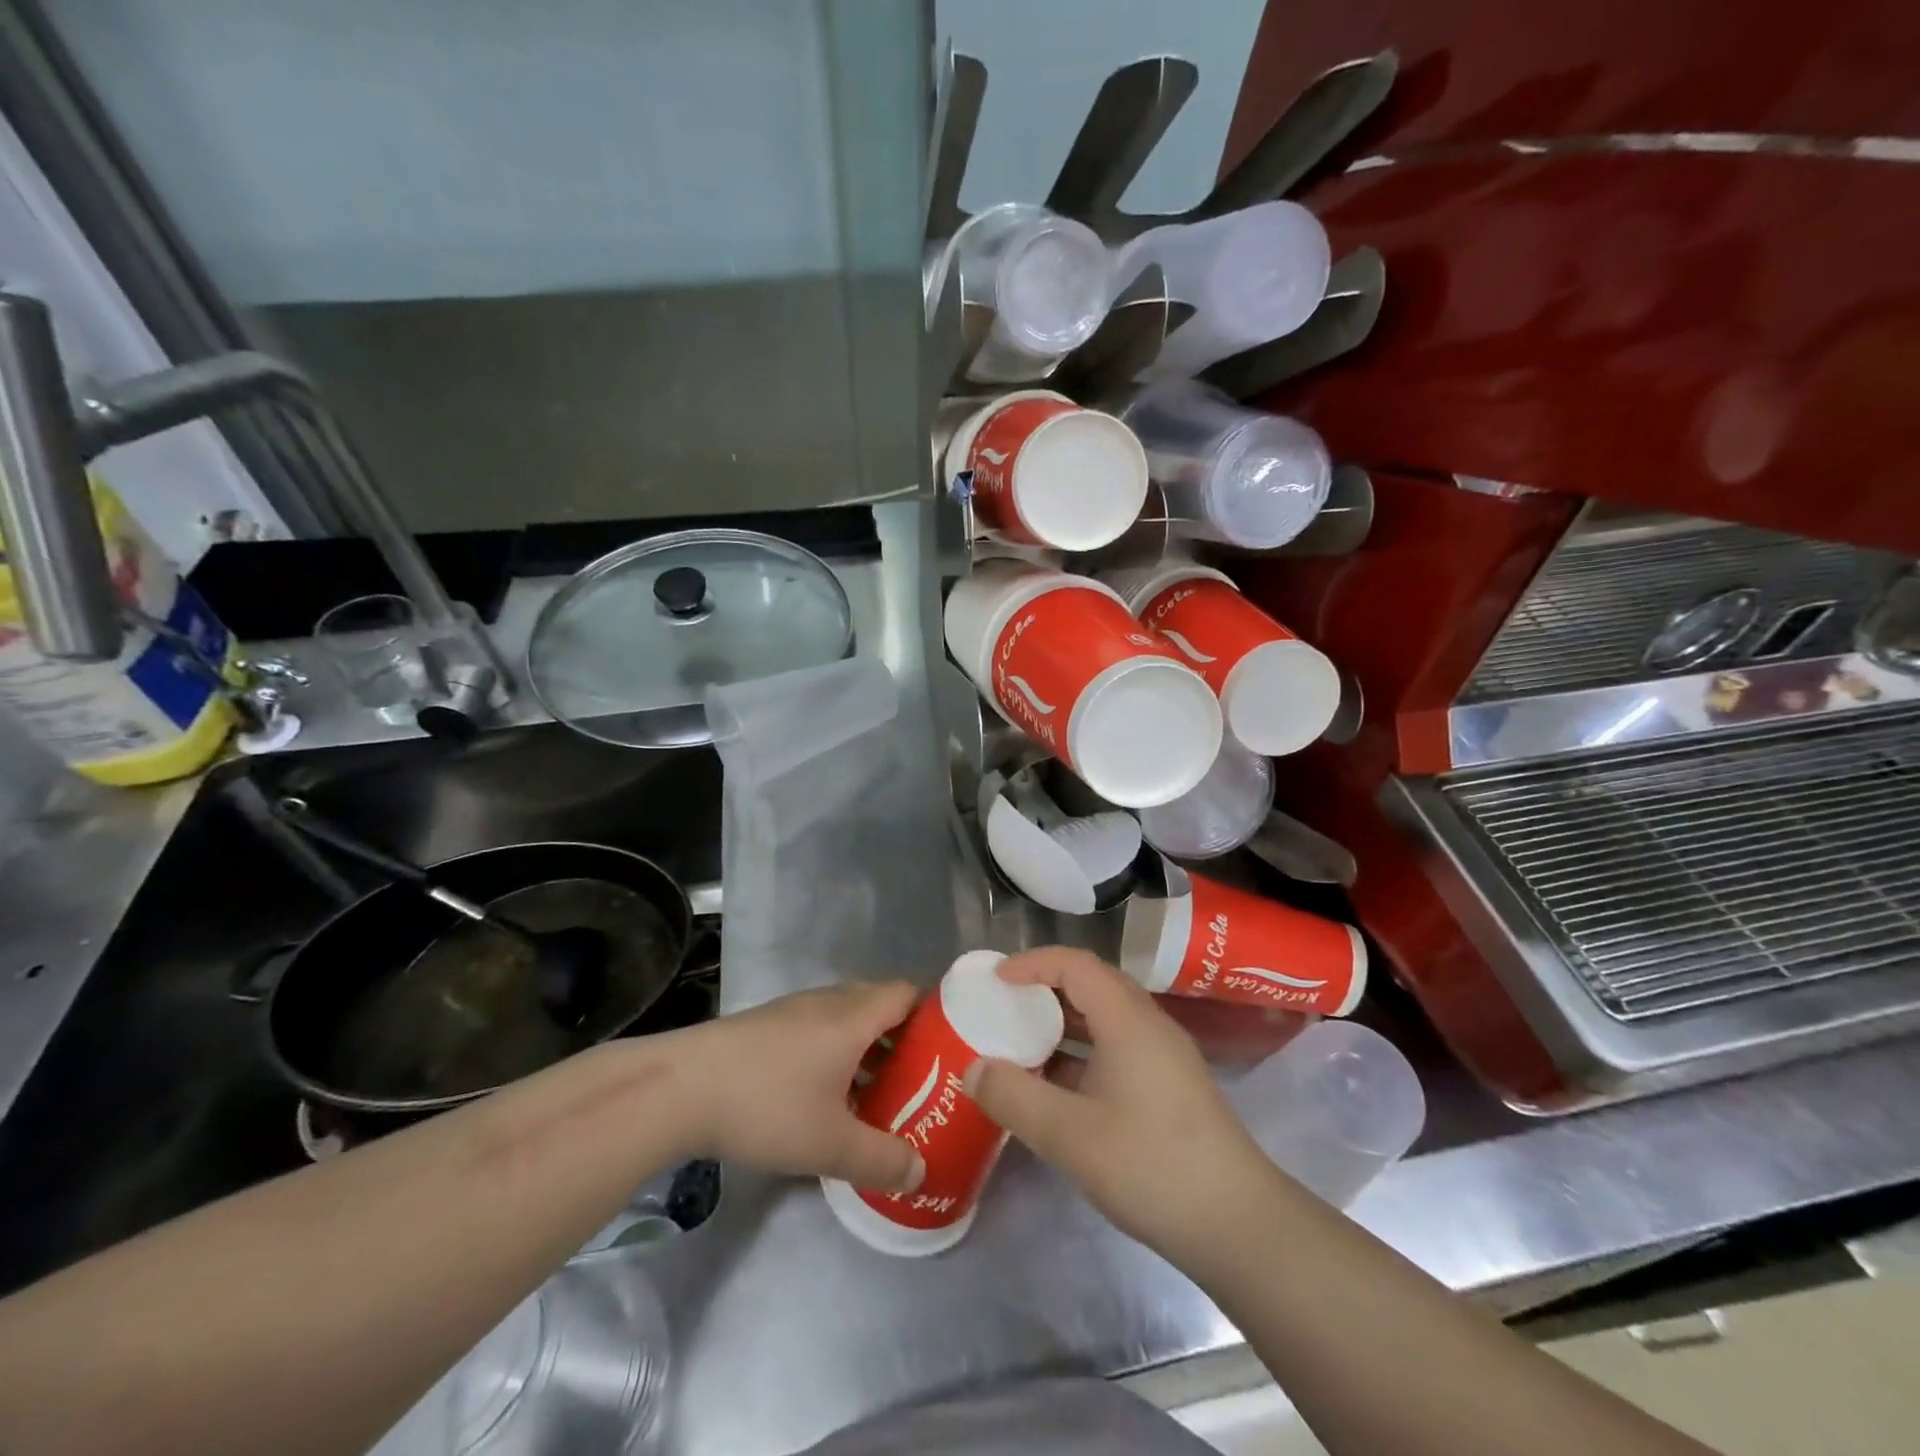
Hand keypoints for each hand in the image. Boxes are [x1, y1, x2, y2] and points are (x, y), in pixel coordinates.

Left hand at [660, 981, 924, 1191]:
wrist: (678, 1089)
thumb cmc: (765, 1106)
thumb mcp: (830, 1145)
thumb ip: (881, 1160)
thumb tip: (920, 1172)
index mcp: (852, 1017)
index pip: (907, 993)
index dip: (932, 1014)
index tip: (947, 1049)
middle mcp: (828, 1002)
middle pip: (879, 1004)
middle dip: (903, 1038)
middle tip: (919, 1080)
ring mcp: (793, 1010)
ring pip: (846, 1018)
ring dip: (867, 1048)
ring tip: (877, 1093)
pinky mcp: (766, 1025)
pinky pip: (819, 1029)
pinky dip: (835, 1052)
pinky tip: (825, 1095)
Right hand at [965, 948, 1273, 1270]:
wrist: (1239, 1225)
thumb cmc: (1152, 1167)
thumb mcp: (1070, 1135)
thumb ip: (1015, 1097)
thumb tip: (973, 1068)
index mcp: (1128, 1020)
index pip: (1075, 965)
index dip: (1032, 963)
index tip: (996, 980)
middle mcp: (1148, 1026)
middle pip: (1092, 984)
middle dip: (1044, 988)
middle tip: (1004, 1006)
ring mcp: (1163, 1057)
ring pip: (1104, 1019)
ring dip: (1062, 1023)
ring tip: (1022, 1042)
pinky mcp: (1168, 1087)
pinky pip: (1115, 1048)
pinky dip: (1081, 1053)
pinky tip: (1057, 1087)